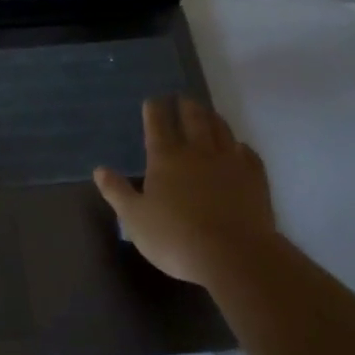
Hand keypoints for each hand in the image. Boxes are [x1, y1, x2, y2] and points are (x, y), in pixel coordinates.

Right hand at [93, 96, 276, 287]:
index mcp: (166, 157)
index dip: (154, 109)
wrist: (233, 256)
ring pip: (221, 129)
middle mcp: (198, 151)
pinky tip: (239, 148)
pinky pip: (247, 152)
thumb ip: (117, 192)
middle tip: (182, 98)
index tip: (153, 100)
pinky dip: (240, 146)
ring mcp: (229, 162)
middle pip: (193, 118)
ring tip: (208, 113)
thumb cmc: (175, 238)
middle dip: (185, 105)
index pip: (157, 123)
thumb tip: (99, 169)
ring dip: (212, 117)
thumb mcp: (134, 218)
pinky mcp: (254, 178)